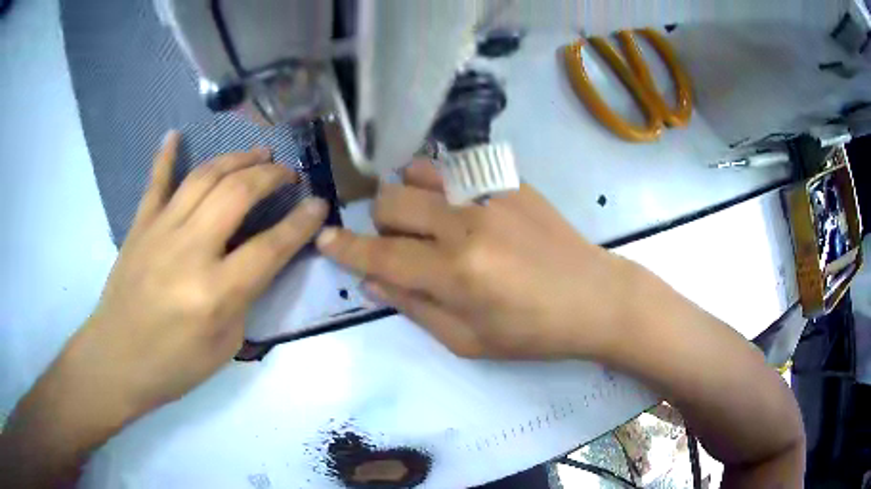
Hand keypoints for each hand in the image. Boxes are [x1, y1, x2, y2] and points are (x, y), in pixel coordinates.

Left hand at [63, 132, 328, 415]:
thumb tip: (259, 260)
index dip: (301, 222)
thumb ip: (244, 297)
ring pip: (204, 177)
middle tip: (288, 173)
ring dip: (236, 159)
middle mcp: (189, 251)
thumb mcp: (225, 345)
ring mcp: (160, 231)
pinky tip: (175, 134)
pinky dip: (166, 155)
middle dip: (271, 176)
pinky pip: (156, 182)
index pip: (270, 247)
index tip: (319, 204)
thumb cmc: (175, 366)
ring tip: (258, 153)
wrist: (116, 360)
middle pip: (238, 194)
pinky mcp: (139, 226)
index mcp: (215, 293)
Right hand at [317, 161, 636, 358]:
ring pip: (419, 173)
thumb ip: (414, 308)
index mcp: (454, 273)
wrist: (595, 298)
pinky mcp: (510, 181)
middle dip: (379, 223)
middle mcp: (465, 224)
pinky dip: (441, 183)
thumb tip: (370, 282)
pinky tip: (460, 204)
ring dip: (408, 196)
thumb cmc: (532, 332)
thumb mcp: (468, 341)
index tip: (323, 240)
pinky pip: (457, 167)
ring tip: (426, 218)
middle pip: (390, 201)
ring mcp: (490, 195)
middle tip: (399, 243)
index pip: (379, 256)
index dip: (344, 248)